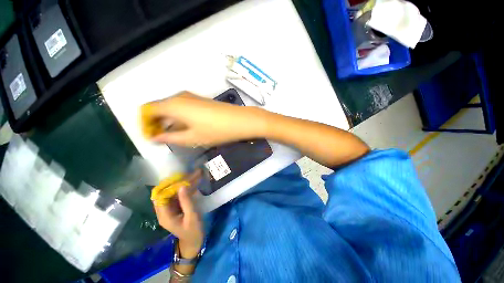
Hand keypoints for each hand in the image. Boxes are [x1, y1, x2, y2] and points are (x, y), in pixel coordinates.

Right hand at [141, 91, 266, 146]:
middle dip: (156, 122)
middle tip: (160, 138)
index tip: (150, 136)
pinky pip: (183, 107)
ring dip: (168, 120)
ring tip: (172, 135)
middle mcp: (179, 97)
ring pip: (171, 107)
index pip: (147, 110)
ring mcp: (191, 97)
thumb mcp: (191, 138)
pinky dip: (178, 117)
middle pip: (159, 107)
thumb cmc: (215, 130)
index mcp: (173, 105)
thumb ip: (170, 137)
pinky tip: (185, 128)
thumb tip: (155, 138)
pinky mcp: (201, 100)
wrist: (239, 120)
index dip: (144, 123)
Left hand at [153, 171, 203, 257]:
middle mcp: (164, 211)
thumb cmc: (193, 231)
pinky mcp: (175, 208)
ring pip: (172, 193)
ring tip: (193, 175)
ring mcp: (170, 209)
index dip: (168, 186)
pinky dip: (185, 189)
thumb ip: (187, 201)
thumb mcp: (192, 216)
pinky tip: (193, 183)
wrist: (194, 242)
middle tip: (189, 174)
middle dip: (177, 183)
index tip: (180, 178)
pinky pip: (177, 196)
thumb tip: (182, 186)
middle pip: (166, 193)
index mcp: (165, 215)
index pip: (160, 196)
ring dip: (182, 184)